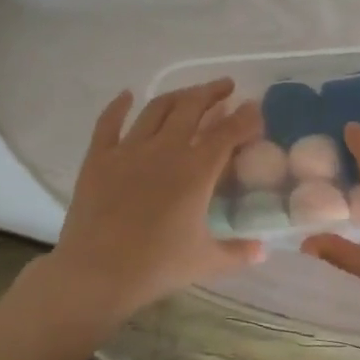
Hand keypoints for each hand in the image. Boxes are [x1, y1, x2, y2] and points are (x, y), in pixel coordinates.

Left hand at [46, 80, 264, 320]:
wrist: (96, 273)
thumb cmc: (156, 266)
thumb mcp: (206, 262)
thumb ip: (238, 252)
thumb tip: (262, 249)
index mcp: (197, 170)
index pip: (228, 133)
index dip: (245, 117)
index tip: (255, 108)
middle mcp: (165, 149)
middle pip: (193, 108)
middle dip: (213, 93)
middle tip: (226, 87)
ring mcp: (129, 150)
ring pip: (157, 109)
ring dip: (178, 95)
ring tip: (191, 93)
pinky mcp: (98, 158)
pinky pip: (109, 122)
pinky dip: (119, 105)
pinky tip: (128, 95)